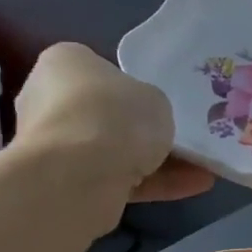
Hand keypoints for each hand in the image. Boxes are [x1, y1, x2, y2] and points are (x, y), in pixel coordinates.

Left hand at [13, 44, 214, 202]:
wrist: (78, 175)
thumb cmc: (114, 115)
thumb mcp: (154, 97)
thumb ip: (150, 105)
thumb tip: (144, 118)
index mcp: (63, 64)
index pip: (99, 72)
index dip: (132, 88)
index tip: (158, 105)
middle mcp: (48, 102)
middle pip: (105, 116)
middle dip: (143, 132)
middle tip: (182, 140)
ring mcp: (53, 147)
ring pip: (113, 153)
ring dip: (157, 163)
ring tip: (203, 170)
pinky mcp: (64, 185)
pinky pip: (115, 181)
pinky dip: (152, 185)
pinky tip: (193, 187)